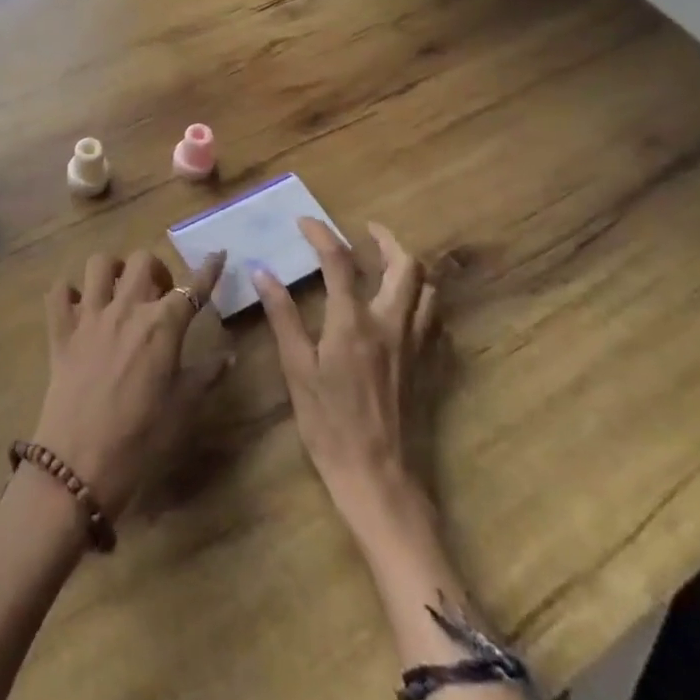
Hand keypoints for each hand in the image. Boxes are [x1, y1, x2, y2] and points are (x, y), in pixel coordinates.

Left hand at [32, 251, 229, 517]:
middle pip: (142, 261)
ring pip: (99, 264)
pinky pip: (58, 292)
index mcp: (162, 325)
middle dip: (156, 268)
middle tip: (160, 292)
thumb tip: (229, 354)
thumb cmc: (141, 439)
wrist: (80, 463)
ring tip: (119, 290)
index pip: (192, 288)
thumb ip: (207, 375)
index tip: (218, 255)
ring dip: (113, 270)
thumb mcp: (184, 408)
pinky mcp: (60, 331)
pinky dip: (68, 292)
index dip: (208, 270)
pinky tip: (78, 306)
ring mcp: (89, 316)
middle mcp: (126, 309)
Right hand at [255, 219, 437, 537]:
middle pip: (406, 265)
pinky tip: (406, 309)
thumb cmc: (329, 425)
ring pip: (428, 289)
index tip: (306, 222)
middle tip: (367, 232)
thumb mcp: (297, 370)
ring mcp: (417, 344)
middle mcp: (391, 323)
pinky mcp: (430, 366)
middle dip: (387, 239)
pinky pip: (437, 320)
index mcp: (353, 322)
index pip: (340, 260)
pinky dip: (423, 301)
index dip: (322, 234)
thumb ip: (282, 317)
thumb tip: (262, 272)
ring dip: (410, 267)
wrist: (379, 478)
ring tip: (388, 263)